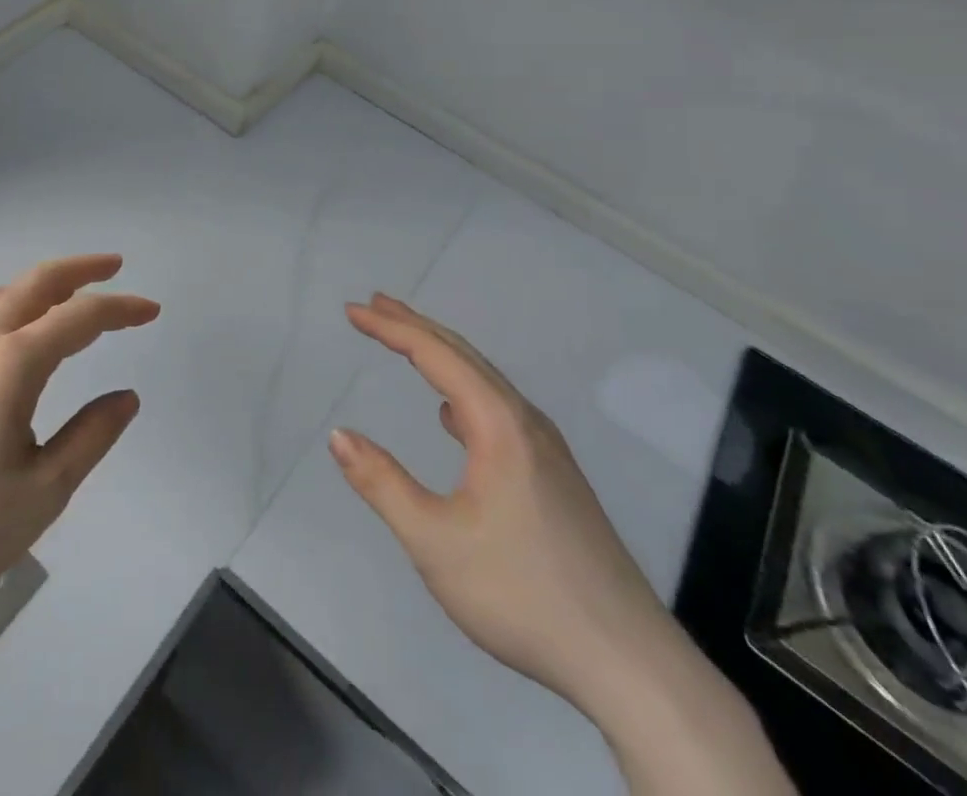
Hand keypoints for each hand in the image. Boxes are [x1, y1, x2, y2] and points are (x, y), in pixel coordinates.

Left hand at [0, 254, 158, 639]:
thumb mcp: (38, 496)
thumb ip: (89, 439)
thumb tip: (125, 397)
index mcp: (12, 365)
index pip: (81, 317)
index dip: (122, 308)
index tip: (151, 310)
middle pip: (37, 282)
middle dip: (81, 268)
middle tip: (114, 266)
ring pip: (1, 293)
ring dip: (42, 282)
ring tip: (68, 293)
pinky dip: (10, 301)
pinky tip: (10, 330)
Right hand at [328, 293, 674, 714]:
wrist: (628, 662)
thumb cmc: (522, 593)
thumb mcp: (435, 543)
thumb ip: (382, 484)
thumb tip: (339, 434)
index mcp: (498, 424)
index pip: (435, 355)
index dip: (390, 327)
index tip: (352, 310)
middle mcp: (525, 421)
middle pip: (463, 355)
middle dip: (415, 326)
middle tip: (374, 305)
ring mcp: (546, 449)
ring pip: (484, 381)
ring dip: (440, 355)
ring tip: (405, 344)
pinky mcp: (555, 476)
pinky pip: (498, 409)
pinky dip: (463, 390)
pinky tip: (453, 417)